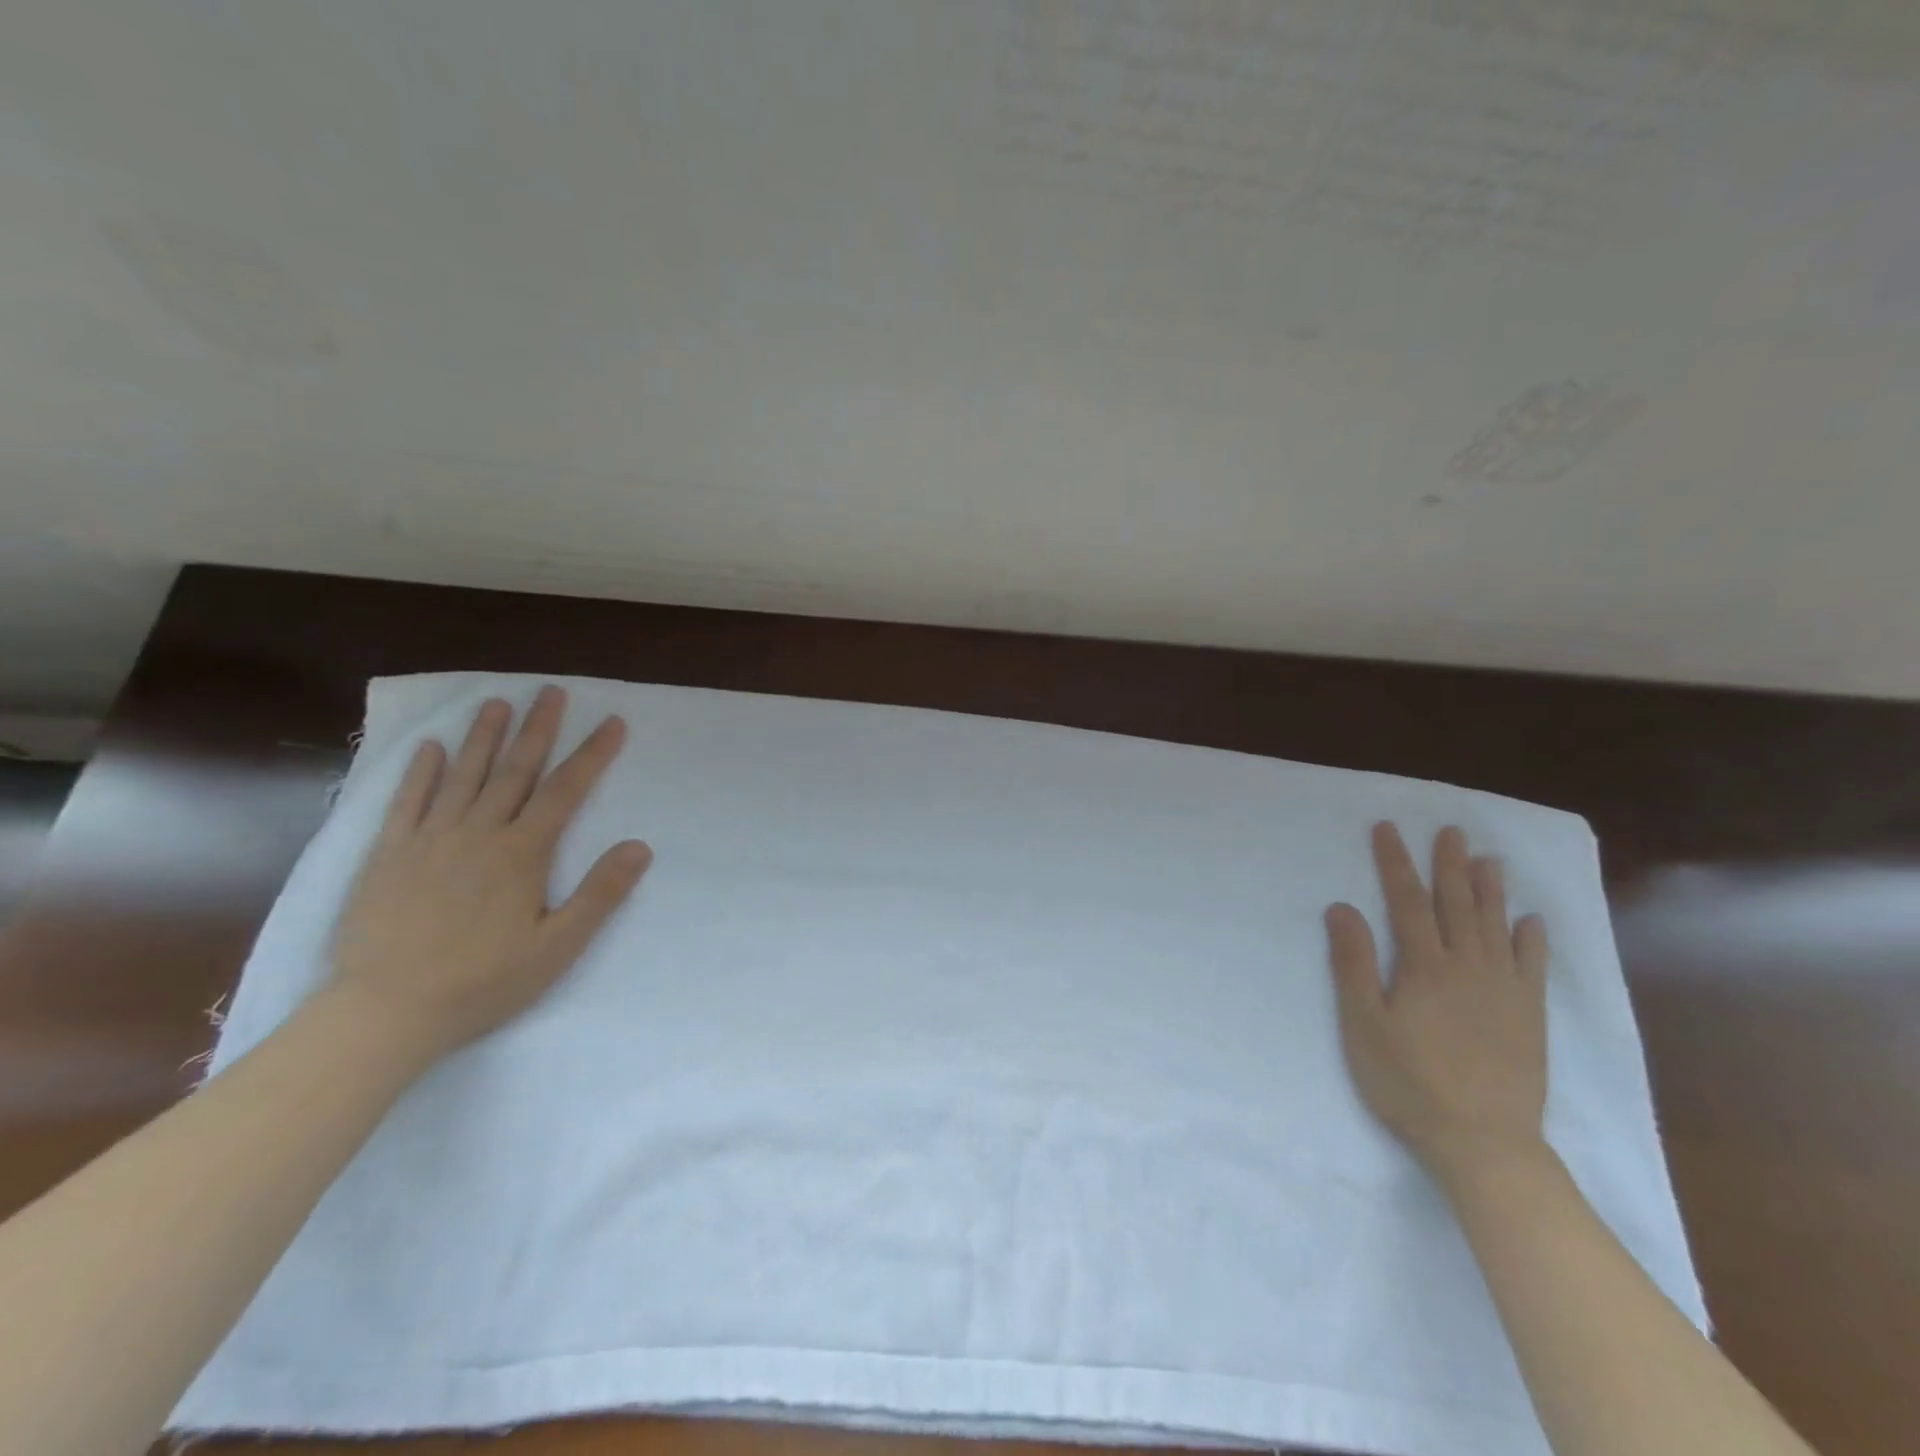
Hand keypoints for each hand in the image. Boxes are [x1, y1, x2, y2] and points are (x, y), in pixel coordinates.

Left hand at [325, 685, 652, 1062]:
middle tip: (551, 692)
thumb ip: (600, 894)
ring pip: (462, 776)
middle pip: (515, 771)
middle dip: (538, 729)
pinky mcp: (388, 855)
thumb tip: (639, 846)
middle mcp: (478, 833)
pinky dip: (420, 773)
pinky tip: (430, 748)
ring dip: (482, 737)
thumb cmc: (484, 982)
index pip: (567, 791)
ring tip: (497, 703)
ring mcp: (429, 840)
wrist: (385, 1012)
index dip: (593, 754)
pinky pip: (407, 803)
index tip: (612, 722)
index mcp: (523, 853)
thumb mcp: (558, 946)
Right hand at [1325, 822, 1549, 1184]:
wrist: (1483, 1142)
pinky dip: (1533, 940)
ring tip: (1489, 859)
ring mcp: (1505, 991)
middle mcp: (1468, 967)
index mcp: (1424, 966)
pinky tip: (1531, 921)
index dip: (1396, 863)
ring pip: (1496, 927)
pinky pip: (1534, 967)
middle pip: (1457, 905)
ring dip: (1491, 890)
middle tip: (1451, 830)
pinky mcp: (1529, 1017)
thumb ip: (1353, 963)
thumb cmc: (1408, 1082)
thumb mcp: (1363, 1023)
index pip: (1407, 901)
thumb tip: (1342, 906)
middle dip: (1449, 865)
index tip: (1387, 829)